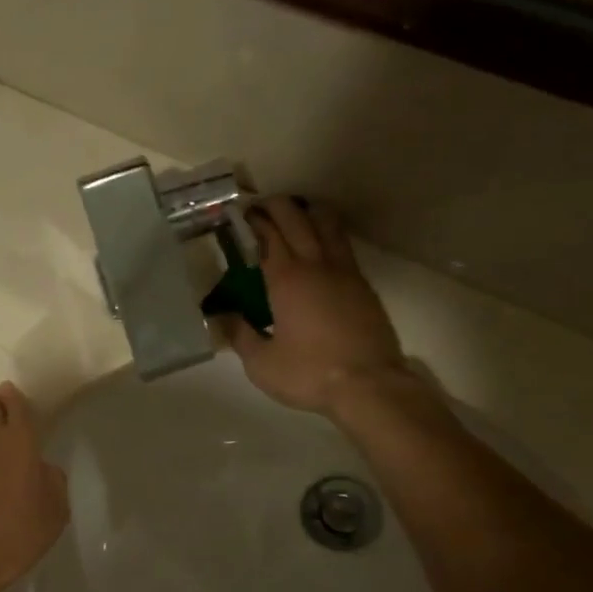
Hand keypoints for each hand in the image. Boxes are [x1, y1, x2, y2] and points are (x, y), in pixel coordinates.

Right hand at [226, 200, 406, 413]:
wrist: (369, 385)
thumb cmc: (308, 373)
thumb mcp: (261, 363)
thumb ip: (240, 335)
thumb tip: (223, 317)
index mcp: (286, 280)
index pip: (268, 236)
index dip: (253, 221)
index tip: (239, 215)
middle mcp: (316, 265)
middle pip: (298, 219)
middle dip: (277, 206)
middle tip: (260, 207)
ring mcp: (345, 272)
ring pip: (327, 224)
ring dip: (307, 212)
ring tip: (292, 215)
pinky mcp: (362, 285)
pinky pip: (342, 245)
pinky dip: (326, 234)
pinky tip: (317, 246)